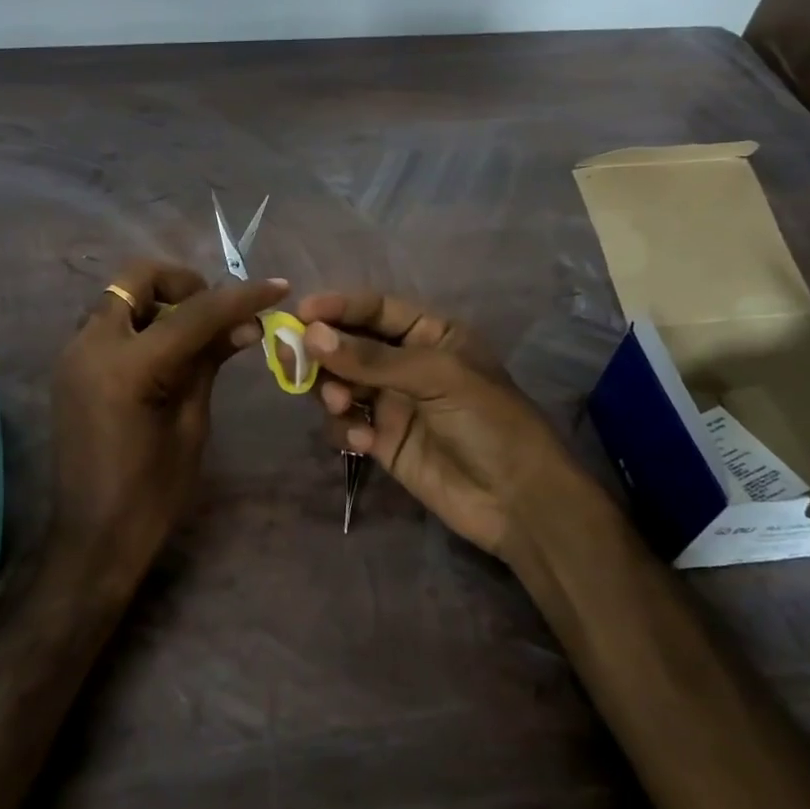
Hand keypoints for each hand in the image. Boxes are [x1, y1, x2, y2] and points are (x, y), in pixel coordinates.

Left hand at [52, 260, 288, 578]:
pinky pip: (107, 323)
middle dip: (183, 283)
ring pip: (119, 297)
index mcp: (127, 367)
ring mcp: (73, 354)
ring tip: (196, 334)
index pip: (193, 313)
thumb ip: (210, 362)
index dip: (239, 298)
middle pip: (137, 278)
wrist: (92, 537)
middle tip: (217, 311)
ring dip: (159, 301)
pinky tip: (166, 352)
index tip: (277, 287)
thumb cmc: (152, 494)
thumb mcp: (191, 424)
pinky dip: (139, 322)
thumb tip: (246, 323)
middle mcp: (90, 346)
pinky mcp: (69, 367)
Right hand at [299, 290, 609, 556]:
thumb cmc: (488, 422)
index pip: (376, 309)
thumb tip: (311, 335)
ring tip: (337, 404)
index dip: (338, 307)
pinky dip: (344, 428)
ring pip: (341, 384)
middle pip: (349, 345)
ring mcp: (393, 403)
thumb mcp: (437, 377)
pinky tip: (361, 441)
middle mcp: (407, 364)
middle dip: (321, 351)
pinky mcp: (382, 441)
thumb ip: (372, 358)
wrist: (517, 501)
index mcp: (431, 335)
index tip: (301, 313)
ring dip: (330, 390)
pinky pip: (347, 423)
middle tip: (292, 360)